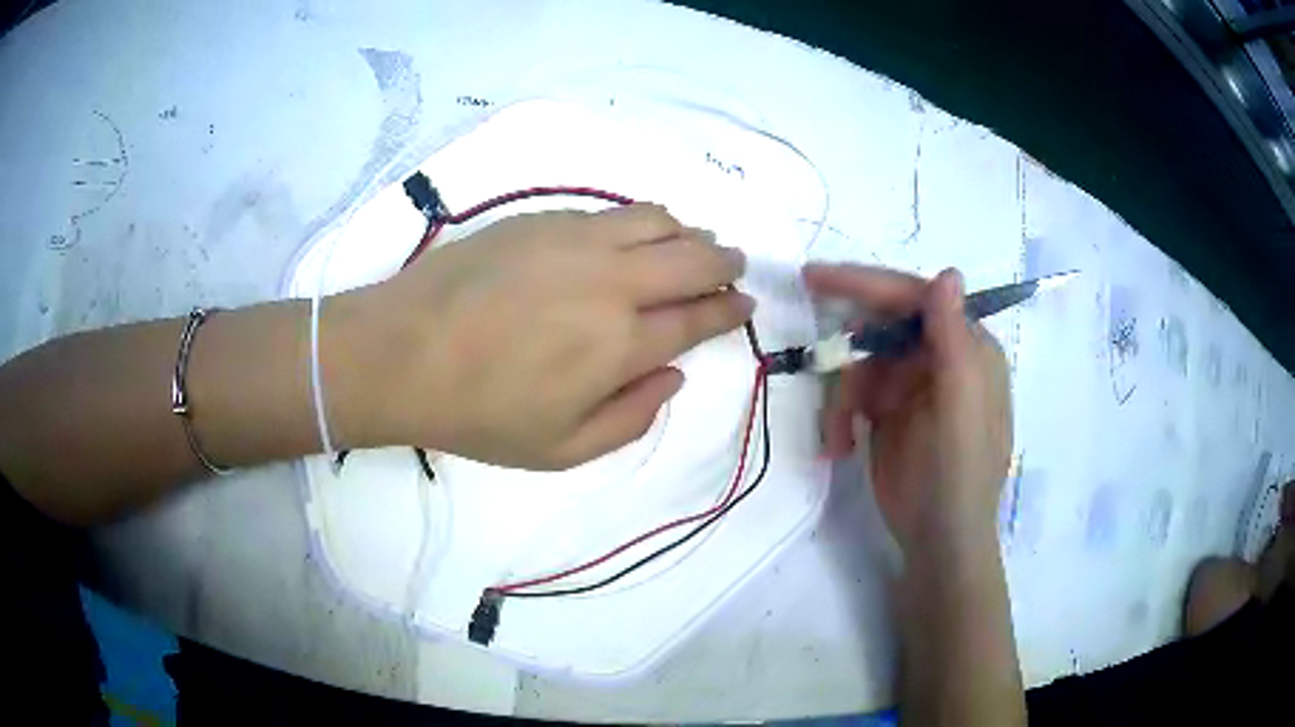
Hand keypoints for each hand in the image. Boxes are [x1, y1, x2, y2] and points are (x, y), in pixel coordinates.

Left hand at [334, 204, 752, 468]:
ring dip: (688, 234)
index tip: (745, 305)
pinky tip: (636, 234)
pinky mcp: (544, 218)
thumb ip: (632, 417)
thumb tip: (673, 376)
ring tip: (692, 245)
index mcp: (623, 343)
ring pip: (659, 221)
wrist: (402, 353)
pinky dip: (643, 221)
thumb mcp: (563, 450)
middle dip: (725, 263)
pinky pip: (613, 212)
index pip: (700, 317)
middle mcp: (614, 281)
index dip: (731, 310)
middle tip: (734, 266)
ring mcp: (578, 240)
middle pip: (694, 259)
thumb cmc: (480, 412)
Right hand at [805, 264, 1010, 551]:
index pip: (915, 297)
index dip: (867, 284)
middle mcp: (940, 357)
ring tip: (838, 437)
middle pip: (881, 327)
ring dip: (841, 396)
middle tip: (821, 364)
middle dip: (849, 351)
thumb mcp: (959, 407)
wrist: (938, 540)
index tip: (816, 278)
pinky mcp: (888, 411)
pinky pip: (852, 394)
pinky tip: (839, 447)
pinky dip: (839, 417)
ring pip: (860, 362)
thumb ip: (953, 340)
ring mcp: (911, 385)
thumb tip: (947, 273)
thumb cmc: (958, 474)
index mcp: (966, 348)